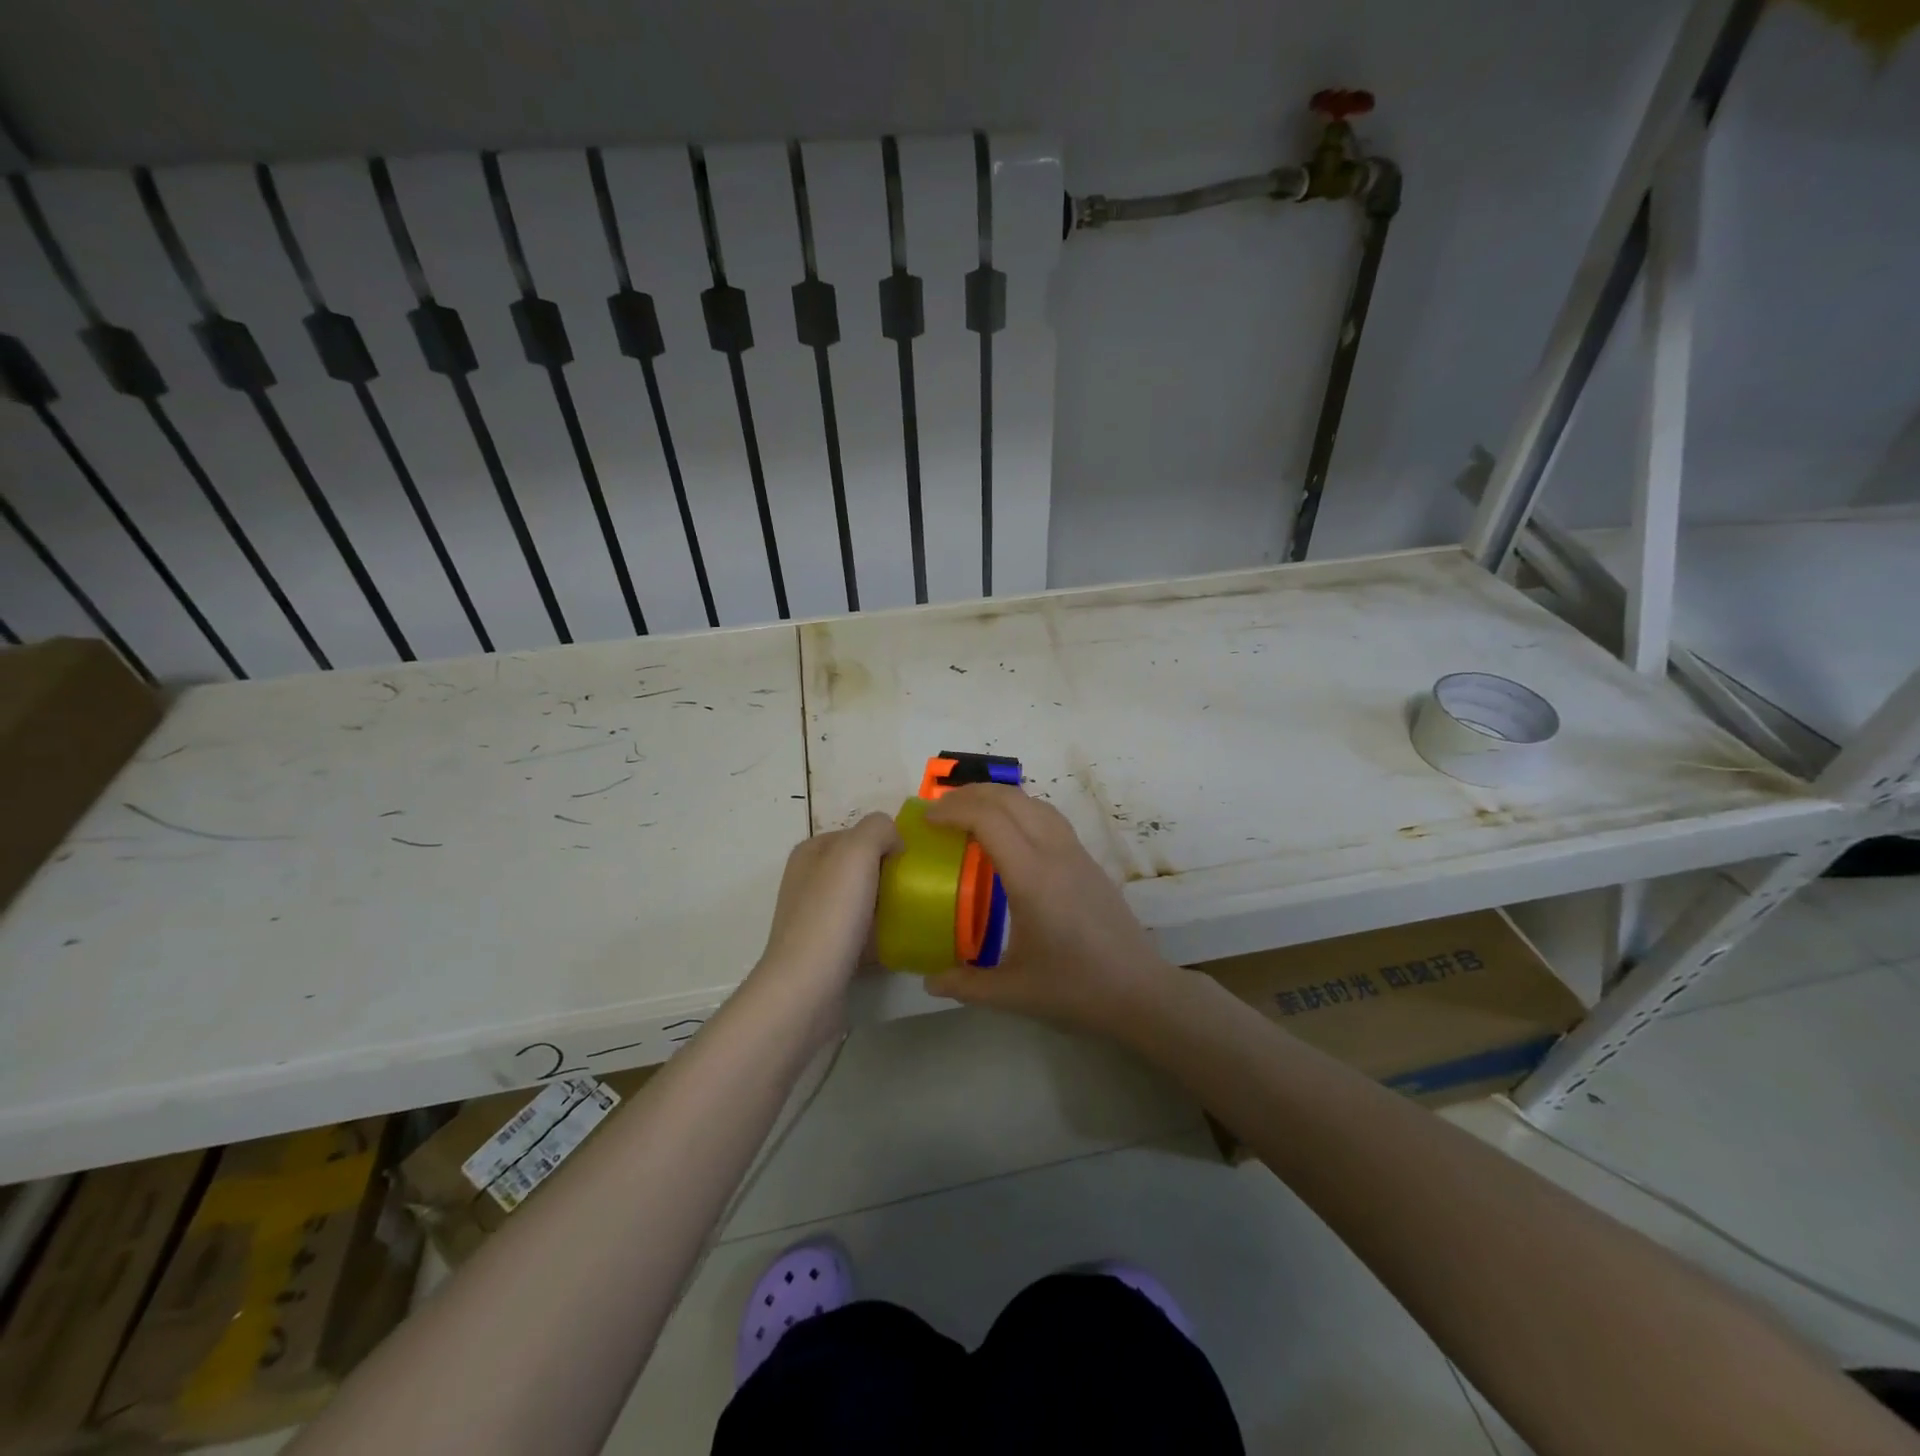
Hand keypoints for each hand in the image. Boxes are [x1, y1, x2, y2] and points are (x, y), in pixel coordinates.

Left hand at [753, 813, 902, 1004]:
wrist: (807, 988)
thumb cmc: (831, 914)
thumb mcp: (856, 851)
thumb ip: (878, 828)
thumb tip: (894, 841)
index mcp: (811, 852)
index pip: (859, 832)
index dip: (887, 841)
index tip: (913, 861)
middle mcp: (809, 880)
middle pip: (862, 866)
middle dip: (890, 873)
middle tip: (919, 887)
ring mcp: (815, 918)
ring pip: (864, 900)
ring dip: (888, 905)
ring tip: (916, 914)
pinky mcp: (825, 951)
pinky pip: (862, 933)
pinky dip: (881, 935)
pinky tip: (900, 942)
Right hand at [921, 785, 1181, 1040]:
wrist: (1141, 993)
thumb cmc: (1076, 990)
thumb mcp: (1012, 993)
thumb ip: (966, 984)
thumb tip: (929, 980)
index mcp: (1032, 878)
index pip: (989, 820)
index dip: (953, 810)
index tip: (926, 820)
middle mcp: (1055, 854)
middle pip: (1011, 799)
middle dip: (971, 794)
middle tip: (940, 810)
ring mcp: (1077, 854)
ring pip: (1034, 803)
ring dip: (998, 797)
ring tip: (971, 813)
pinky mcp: (1089, 861)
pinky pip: (1050, 818)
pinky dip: (1021, 810)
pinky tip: (1010, 836)